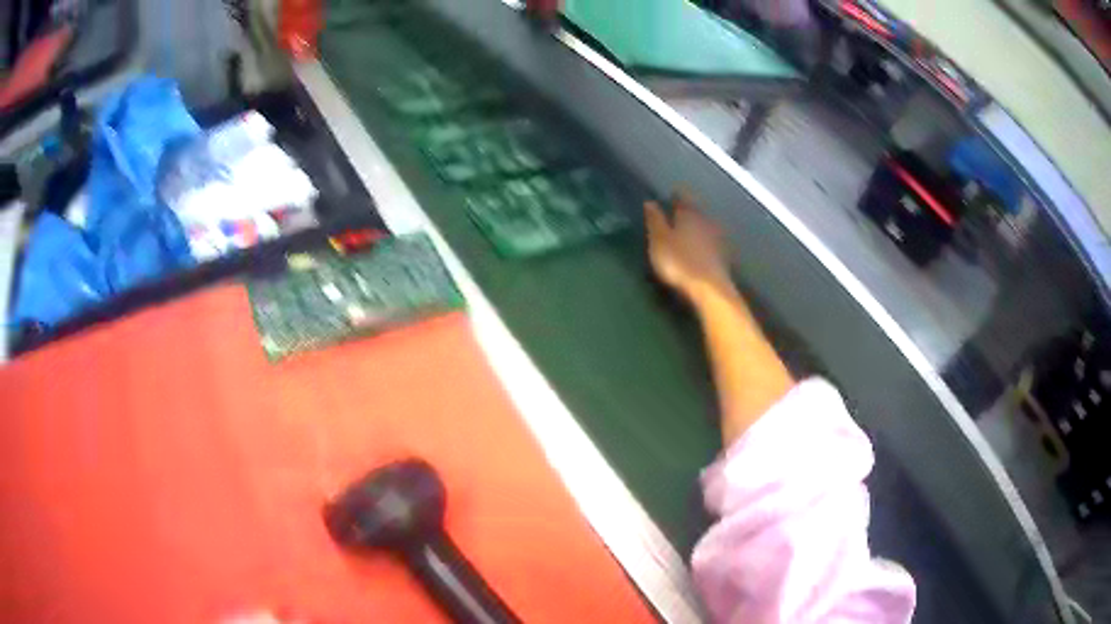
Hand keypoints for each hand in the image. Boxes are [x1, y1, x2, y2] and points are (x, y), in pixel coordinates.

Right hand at [644, 193, 732, 300]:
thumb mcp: (659, 240)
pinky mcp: (723, 257)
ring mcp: (717, 239)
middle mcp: (705, 222)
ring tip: (689, 228)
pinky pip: (712, 242)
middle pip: (697, 211)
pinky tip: (702, 247)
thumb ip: (655, 220)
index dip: (677, 195)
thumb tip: (650, 201)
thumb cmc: (679, 262)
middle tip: (679, 210)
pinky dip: (705, 241)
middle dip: (688, 210)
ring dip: (698, 225)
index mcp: (689, 215)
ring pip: (705, 226)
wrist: (709, 289)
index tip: (671, 193)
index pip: (683, 198)